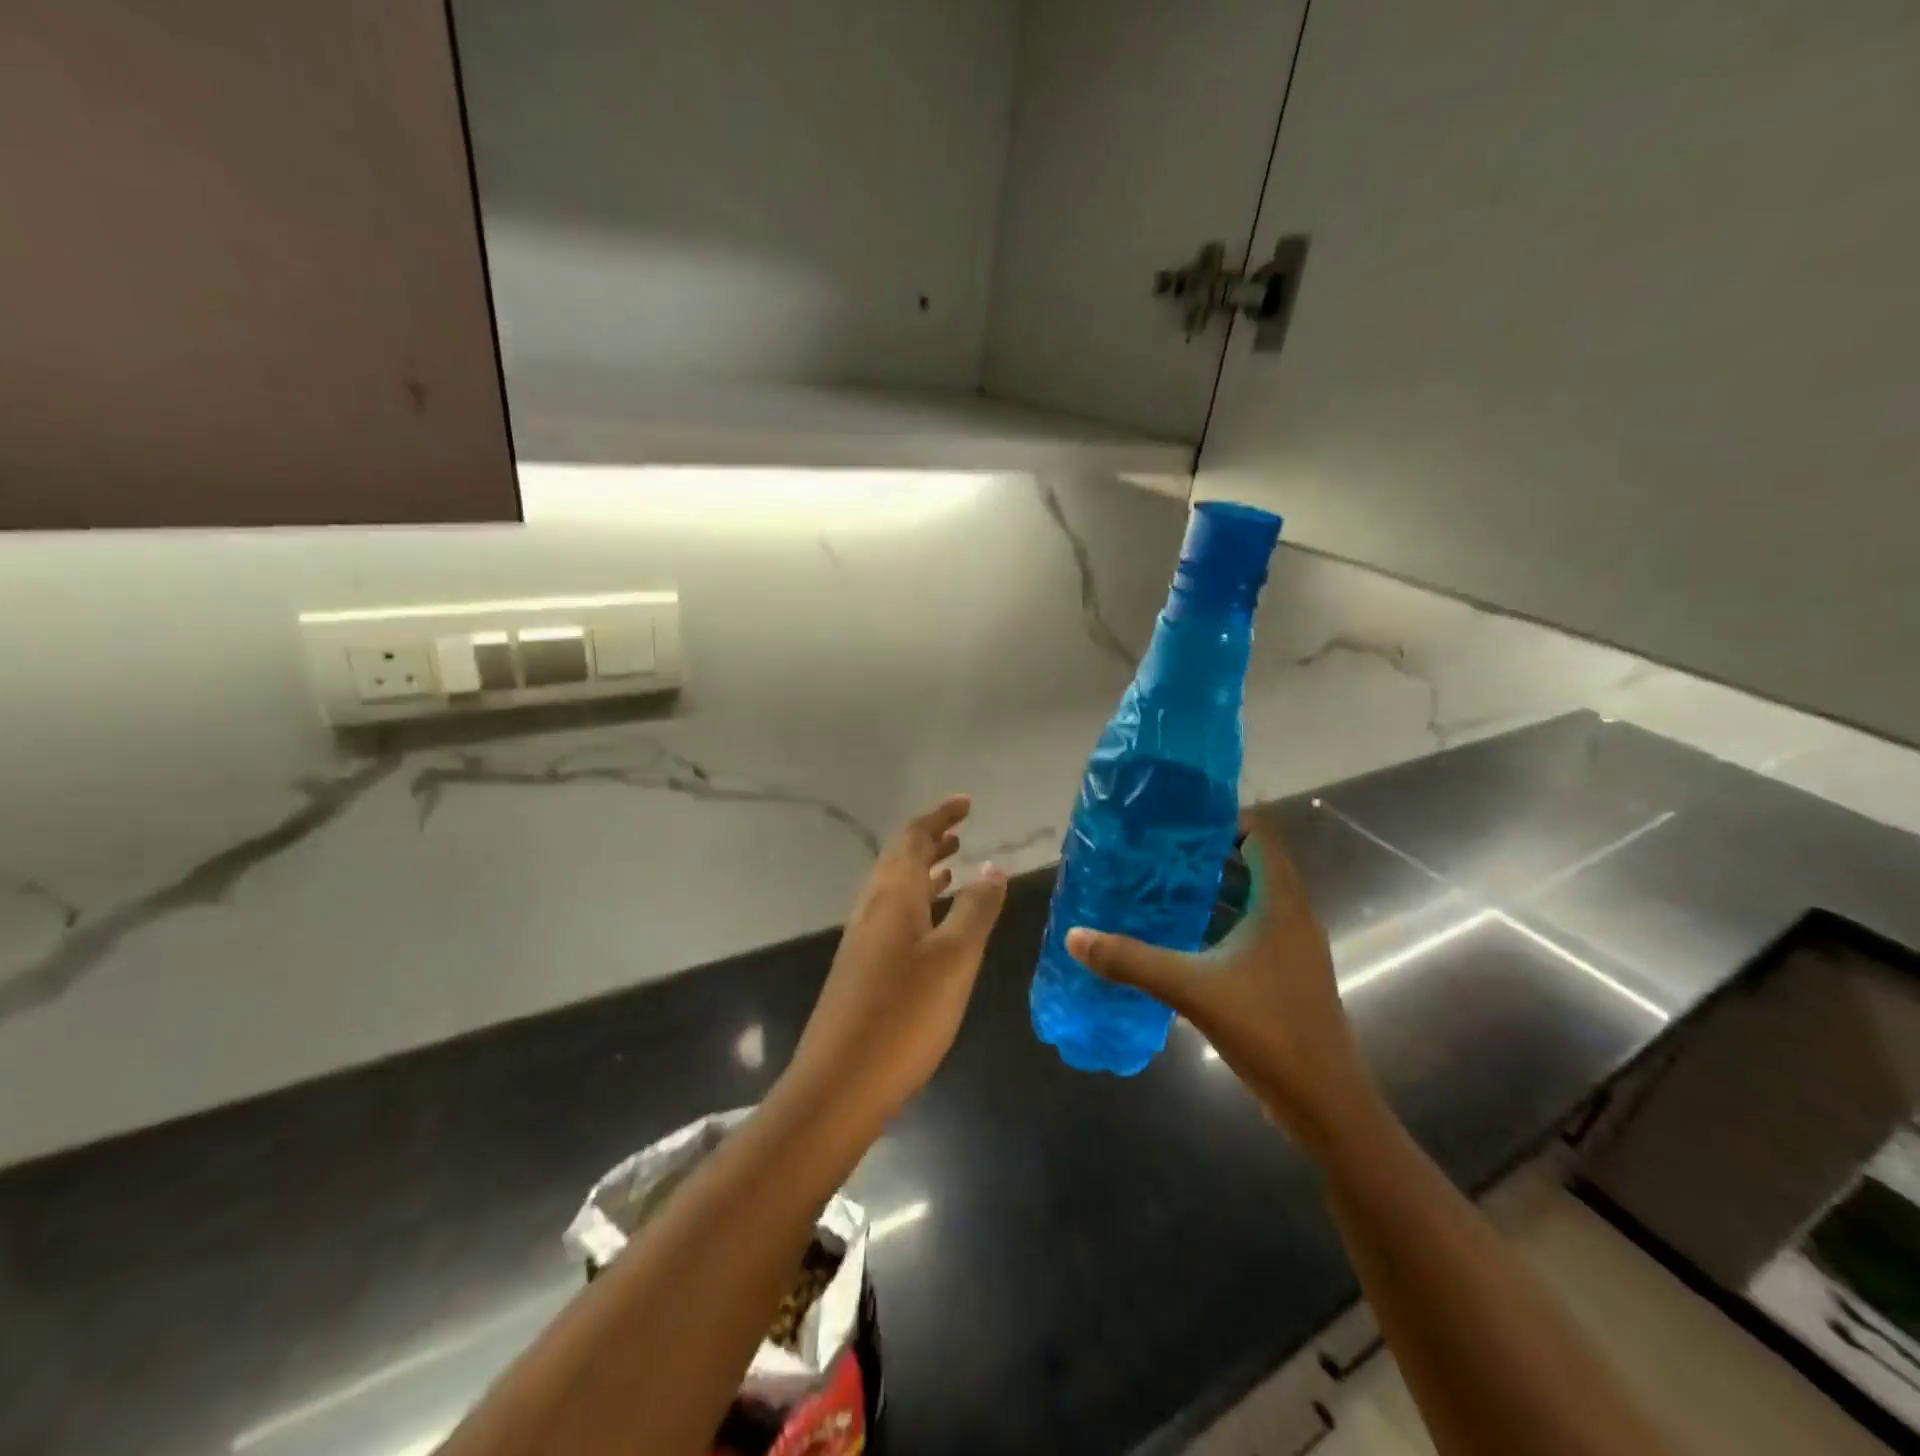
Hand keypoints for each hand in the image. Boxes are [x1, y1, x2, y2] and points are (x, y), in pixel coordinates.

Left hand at [783, 795, 1007, 1132]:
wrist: (840, 1083)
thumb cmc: (905, 1015)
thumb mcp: (955, 958)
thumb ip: (976, 909)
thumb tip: (993, 866)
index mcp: (892, 895)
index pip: (913, 837)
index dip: (939, 816)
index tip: (966, 803)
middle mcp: (872, 907)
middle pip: (899, 858)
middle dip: (930, 839)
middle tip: (962, 830)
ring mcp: (863, 938)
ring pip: (895, 887)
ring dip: (923, 870)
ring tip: (953, 865)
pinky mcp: (862, 967)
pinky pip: (892, 914)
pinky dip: (916, 902)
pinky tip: (932, 922)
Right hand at [1066, 812, 1378, 1155]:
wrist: (1326, 1103)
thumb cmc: (1269, 1030)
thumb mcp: (1192, 989)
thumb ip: (1132, 960)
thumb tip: (1075, 936)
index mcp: (1281, 902)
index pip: (1258, 834)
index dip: (1220, 818)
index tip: (1174, 818)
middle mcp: (1290, 914)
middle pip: (1249, 862)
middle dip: (1202, 852)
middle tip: (1152, 849)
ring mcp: (1288, 946)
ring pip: (1246, 898)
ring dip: (1207, 888)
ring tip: (1155, 882)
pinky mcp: (1282, 973)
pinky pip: (1245, 929)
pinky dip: (1214, 922)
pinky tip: (1175, 934)